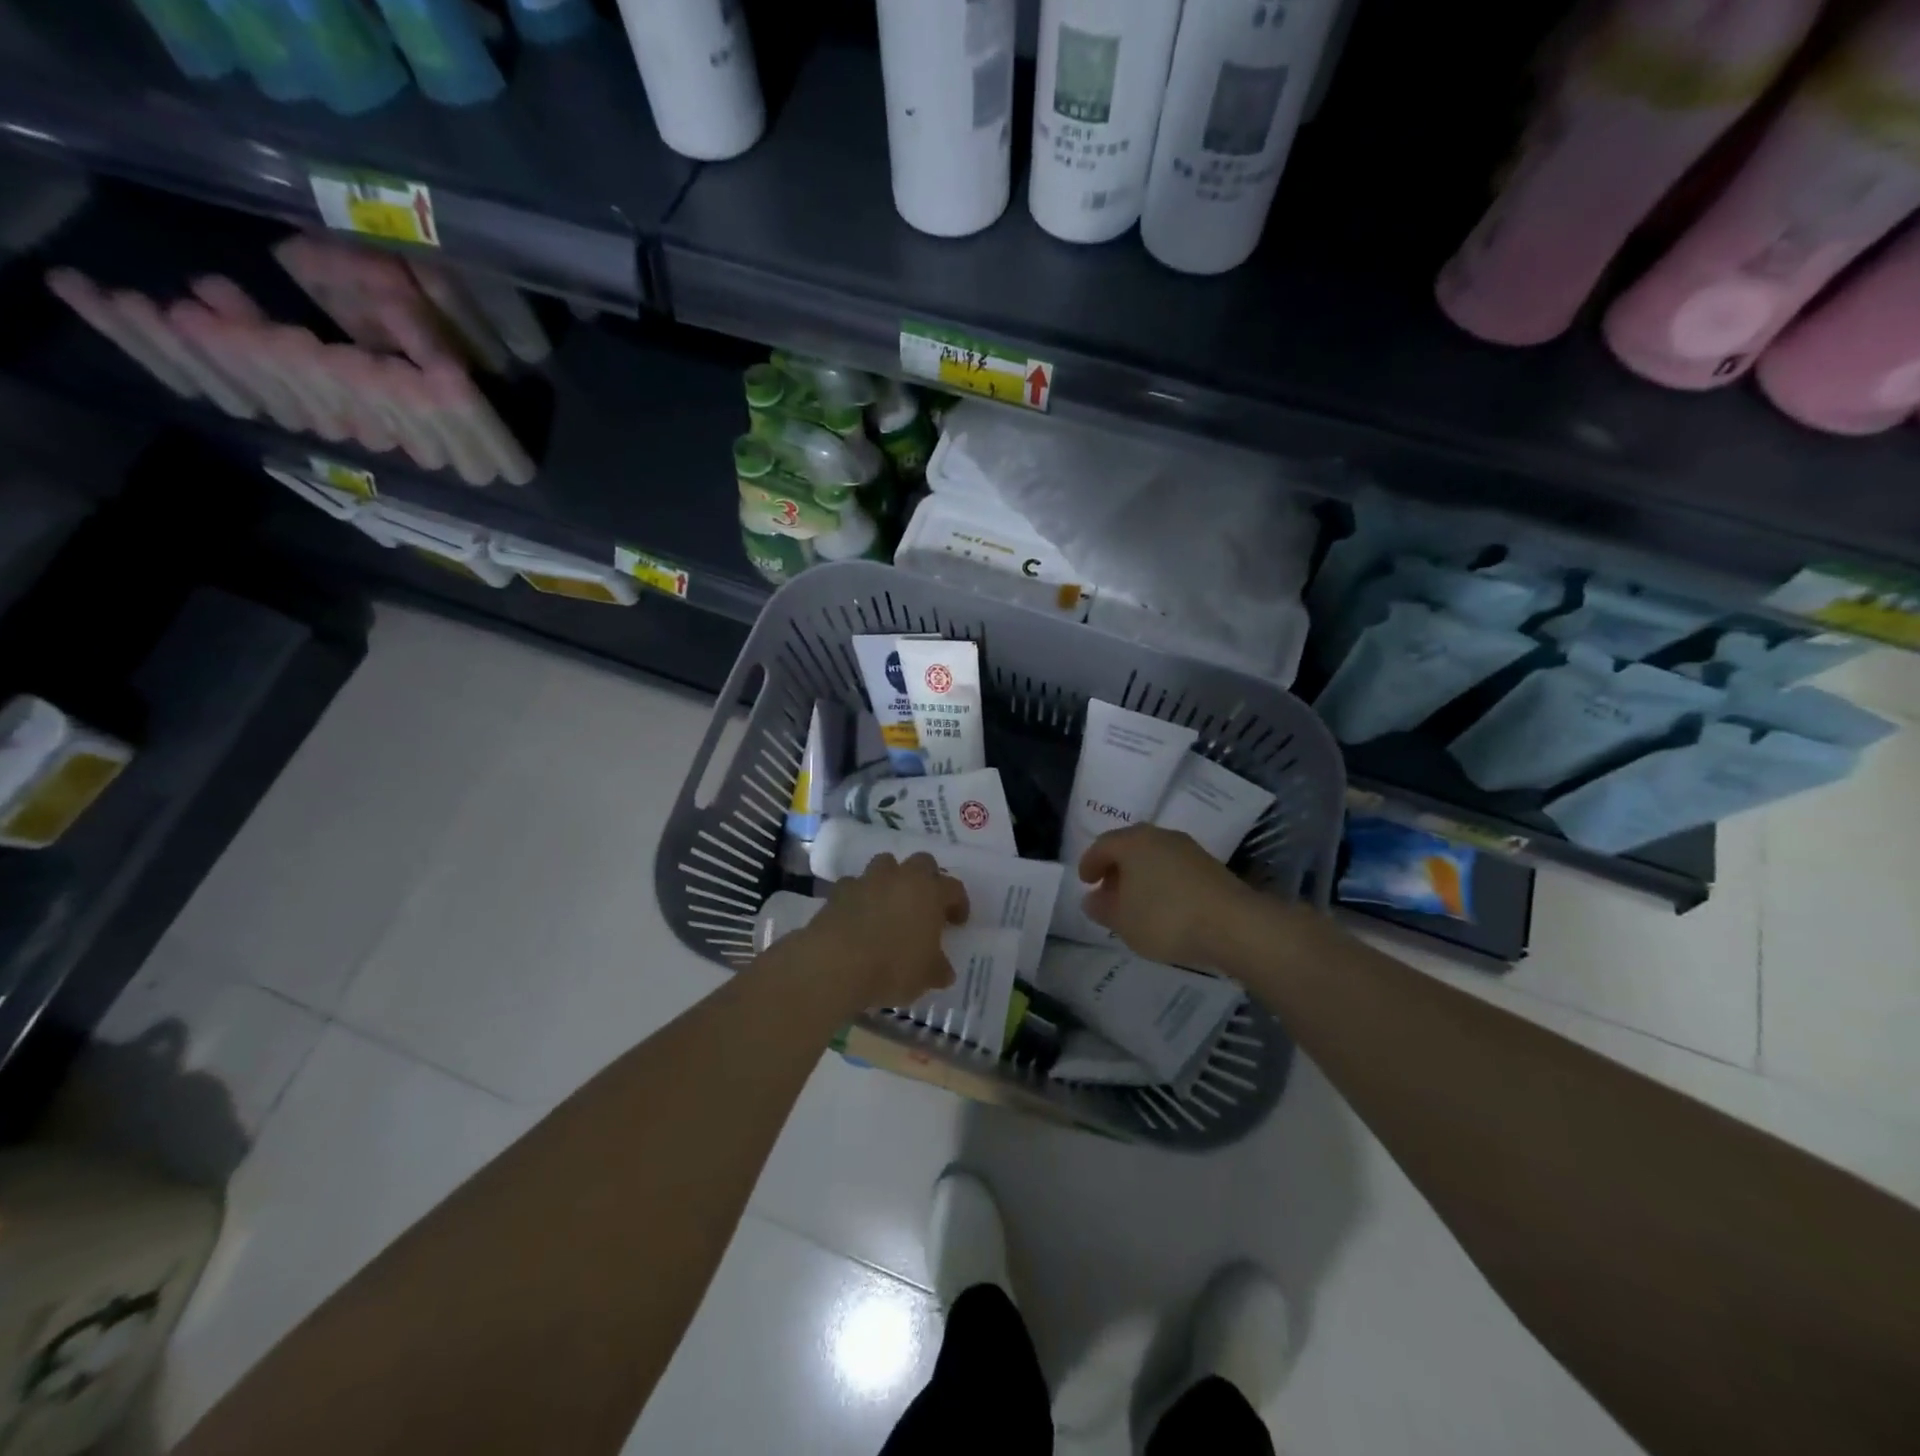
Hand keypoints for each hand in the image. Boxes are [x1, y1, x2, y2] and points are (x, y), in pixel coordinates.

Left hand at [797, 853, 968, 1011]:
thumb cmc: (892, 967)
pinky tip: (858, 915)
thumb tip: (944, 970)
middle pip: (922, 862)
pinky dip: (860, 895)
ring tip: (890, 903)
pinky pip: (855, 884)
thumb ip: (938, 969)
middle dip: (927, 878)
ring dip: (891, 878)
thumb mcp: (926, 976)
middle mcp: (901, 877)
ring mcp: (868, 880)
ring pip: (886, 864)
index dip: (959, 903)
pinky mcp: (840, 890)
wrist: (836, 963)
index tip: (957, 922)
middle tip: (926, 903)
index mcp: (930, 892)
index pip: (954, 888)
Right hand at [1079, 824, 1254, 967]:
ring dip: (1141, 874)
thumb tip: (1092, 899)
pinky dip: (1162, 881)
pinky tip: (1164, 905)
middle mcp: (1160, 836)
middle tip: (1108, 890)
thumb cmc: (1166, 918)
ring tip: (1136, 901)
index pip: (1103, 845)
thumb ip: (1102, 909)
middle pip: (1130, 846)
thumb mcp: (1123, 921)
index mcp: (1133, 842)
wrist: (1234, 925)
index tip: (1085, 881)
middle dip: (1116, 867)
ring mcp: (1189, 849)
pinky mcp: (1210, 866)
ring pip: (1155, 856)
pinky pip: (1175, 868)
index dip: (1090, 862)